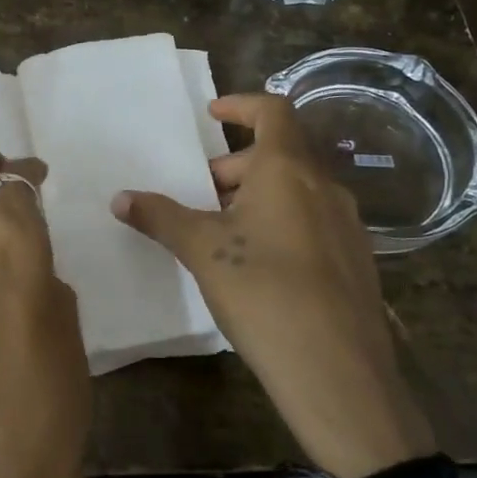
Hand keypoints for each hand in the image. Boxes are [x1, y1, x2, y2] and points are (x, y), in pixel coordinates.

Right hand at [111, 94, 435, 477]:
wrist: (340, 373)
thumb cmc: (264, 293)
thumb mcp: (203, 251)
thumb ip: (161, 217)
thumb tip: (120, 198)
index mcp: (289, 169)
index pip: (273, 110)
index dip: (241, 104)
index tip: (211, 114)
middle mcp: (324, 186)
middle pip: (279, 153)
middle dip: (235, 166)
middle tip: (200, 194)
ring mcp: (347, 224)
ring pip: (296, 189)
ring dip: (258, 195)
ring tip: (223, 232)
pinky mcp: (356, 260)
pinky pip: (313, 220)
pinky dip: (282, 221)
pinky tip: (259, 265)